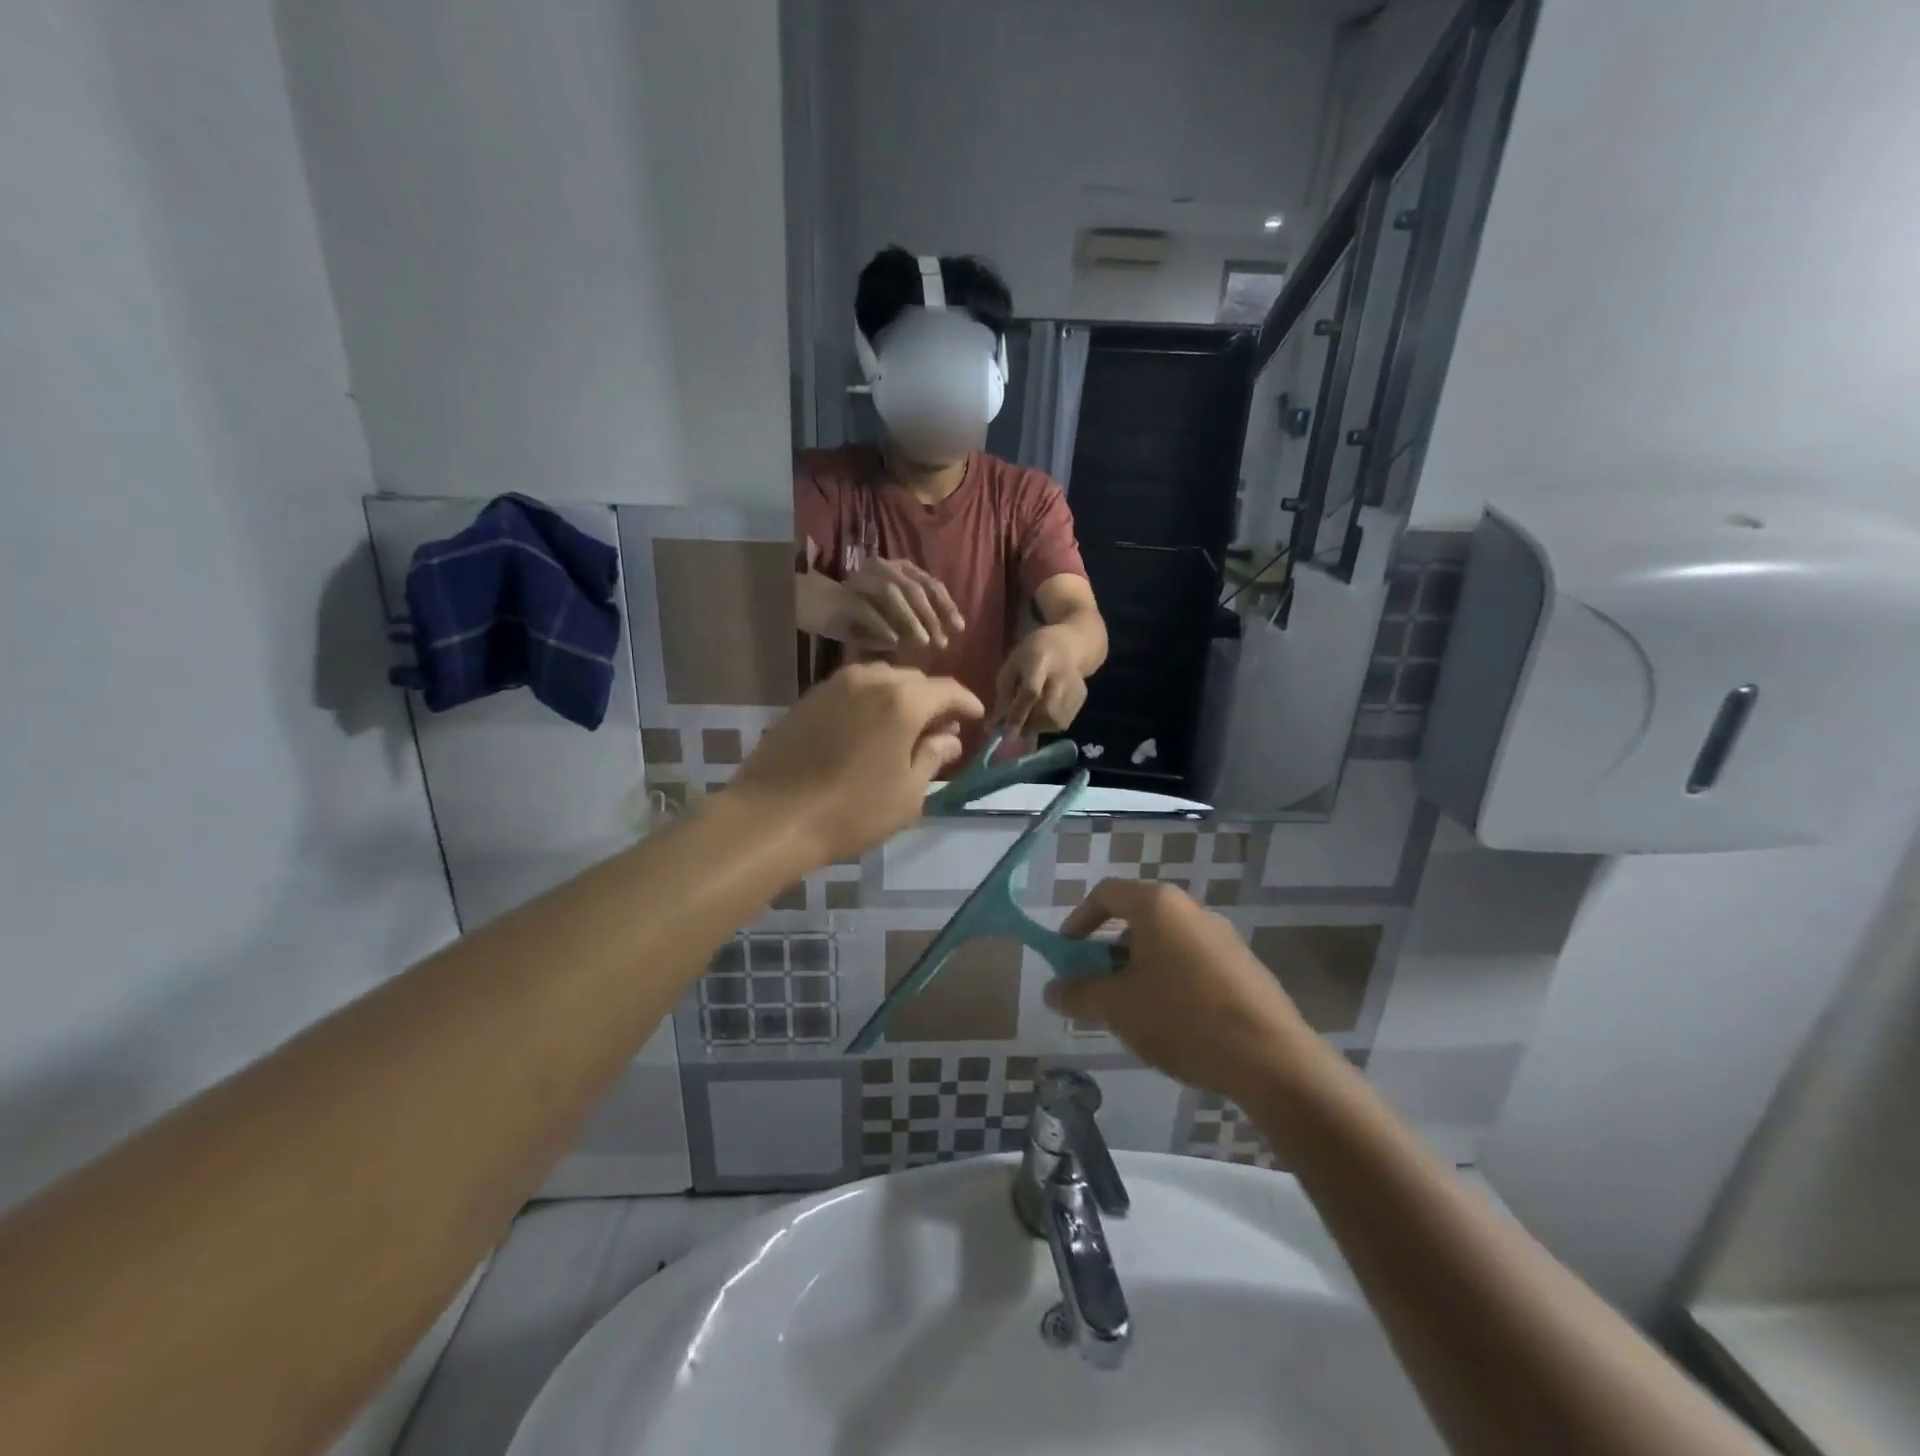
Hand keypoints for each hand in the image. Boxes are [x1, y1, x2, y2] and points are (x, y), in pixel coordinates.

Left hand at [727, 664, 983, 864]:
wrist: (772, 816)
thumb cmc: (852, 811)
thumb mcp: (907, 793)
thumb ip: (933, 757)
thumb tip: (949, 738)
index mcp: (902, 701)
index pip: (947, 690)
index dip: (966, 702)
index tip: (976, 717)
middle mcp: (871, 680)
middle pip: (914, 680)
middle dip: (933, 700)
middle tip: (941, 729)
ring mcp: (835, 685)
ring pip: (882, 680)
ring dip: (900, 698)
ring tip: (905, 728)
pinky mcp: (809, 698)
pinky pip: (854, 690)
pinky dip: (871, 702)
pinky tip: (870, 729)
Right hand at [827, 558, 965, 651]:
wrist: (821, 606)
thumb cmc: (865, 613)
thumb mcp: (896, 617)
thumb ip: (919, 619)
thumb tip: (944, 636)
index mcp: (901, 569)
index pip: (930, 583)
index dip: (946, 605)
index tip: (959, 628)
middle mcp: (883, 567)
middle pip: (914, 587)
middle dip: (931, 616)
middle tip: (941, 643)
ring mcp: (863, 579)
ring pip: (891, 592)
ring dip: (910, 619)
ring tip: (921, 643)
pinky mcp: (845, 596)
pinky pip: (866, 609)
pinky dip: (882, 625)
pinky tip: (894, 642)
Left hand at [994, 625, 1088, 734]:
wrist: (1066, 646)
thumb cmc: (1030, 655)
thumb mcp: (1010, 667)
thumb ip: (1003, 696)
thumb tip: (995, 726)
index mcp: (1040, 661)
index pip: (1030, 692)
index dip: (1018, 714)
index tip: (1006, 734)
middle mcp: (1062, 675)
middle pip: (1047, 711)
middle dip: (1028, 724)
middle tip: (1016, 726)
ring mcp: (1075, 687)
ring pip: (1055, 721)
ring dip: (1037, 726)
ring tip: (1029, 716)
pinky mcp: (1081, 698)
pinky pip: (1063, 722)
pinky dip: (1048, 724)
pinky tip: (1043, 711)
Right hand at [1046, 880, 1314, 1102]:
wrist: (1270, 1059)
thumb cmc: (1181, 1017)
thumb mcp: (1117, 1007)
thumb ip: (1078, 994)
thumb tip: (1052, 990)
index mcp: (1158, 906)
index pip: (1106, 894)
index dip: (1079, 920)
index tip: (1066, 954)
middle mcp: (1192, 911)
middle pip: (1137, 921)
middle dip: (1108, 954)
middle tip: (1097, 990)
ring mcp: (1224, 939)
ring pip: (1166, 946)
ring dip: (1140, 972)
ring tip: (1132, 1015)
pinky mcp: (1245, 969)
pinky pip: (1194, 967)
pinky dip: (1172, 985)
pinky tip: (1173, 1026)